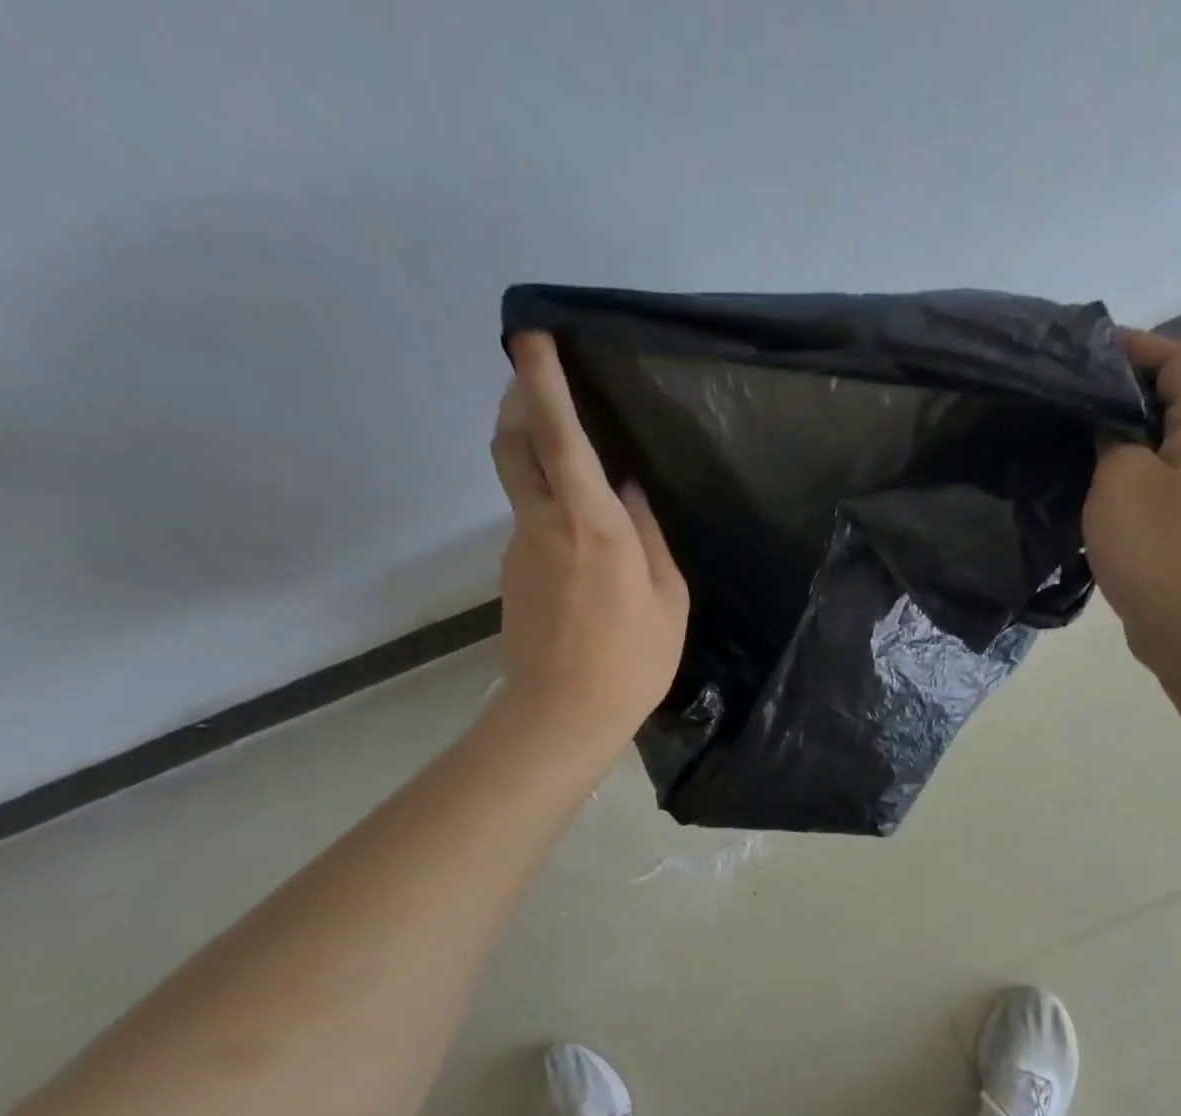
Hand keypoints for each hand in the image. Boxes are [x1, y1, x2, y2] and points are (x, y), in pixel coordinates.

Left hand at [488, 332, 688, 752]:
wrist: (563, 714)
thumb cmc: (632, 659)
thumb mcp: (667, 598)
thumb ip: (649, 536)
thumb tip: (630, 491)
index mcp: (591, 523)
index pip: (558, 434)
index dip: (542, 380)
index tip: (530, 336)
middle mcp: (544, 523)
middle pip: (512, 443)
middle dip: (518, 401)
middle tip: (536, 380)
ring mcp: (520, 548)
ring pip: (521, 483)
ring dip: (538, 456)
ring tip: (577, 459)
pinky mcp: (513, 575)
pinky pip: (531, 521)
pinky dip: (548, 504)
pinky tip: (582, 535)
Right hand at [1083, 329, 1180, 661]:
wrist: (1179, 617)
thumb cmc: (1152, 541)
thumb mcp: (1120, 475)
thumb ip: (1111, 435)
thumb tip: (1106, 423)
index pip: (1176, 361)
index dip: (1135, 346)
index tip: (1086, 348)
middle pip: (1165, 399)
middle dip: (1118, 389)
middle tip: (1065, 393)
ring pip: (1151, 441)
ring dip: (1112, 432)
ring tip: (1064, 432)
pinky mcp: (1173, 521)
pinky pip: (1142, 478)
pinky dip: (1113, 470)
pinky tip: (1077, 480)